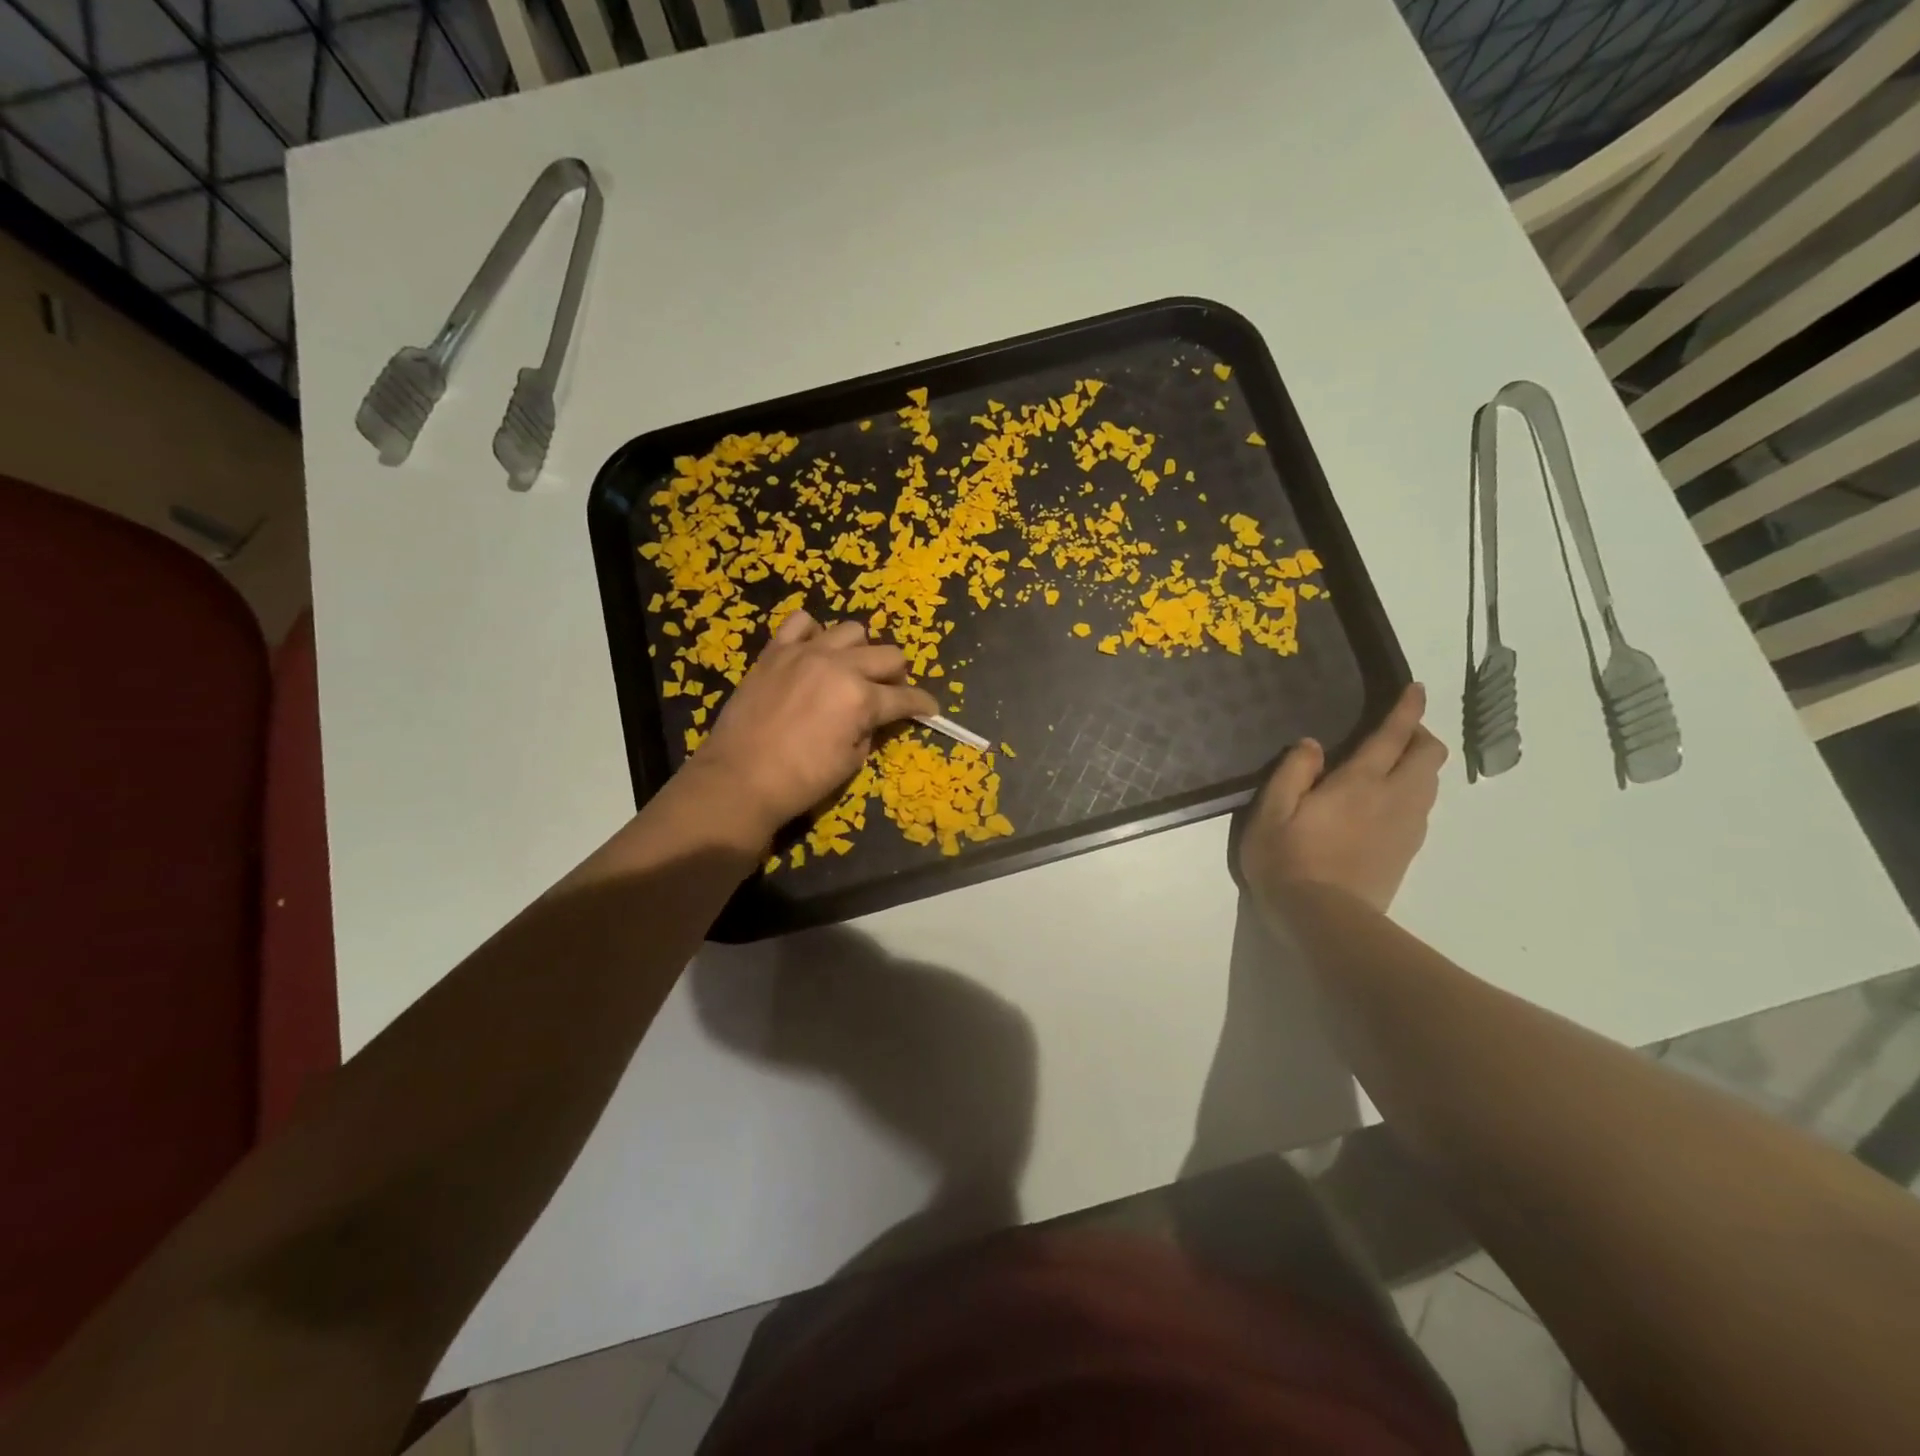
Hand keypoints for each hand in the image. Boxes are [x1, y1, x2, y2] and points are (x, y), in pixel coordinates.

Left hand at [683, 611, 937, 843]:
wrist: (739, 778)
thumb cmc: (801, 780)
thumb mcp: (850, 762)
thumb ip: (869, 730)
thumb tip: (872, 718)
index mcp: (861, 698)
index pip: (906, 696)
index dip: (922, 704)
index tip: (929, 709)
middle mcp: (839, 666)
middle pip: (888, 654)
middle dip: (897, 675)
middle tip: (890, 692)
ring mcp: (805, 652)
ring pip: (851, 630)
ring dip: (861, 650)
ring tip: (851, 669)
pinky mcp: (775, 651)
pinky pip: (801, 622)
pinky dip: (814, 633)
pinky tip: (813, 652)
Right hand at [1238, 683, 1446, 913]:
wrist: (1324, 920)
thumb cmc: (1287, 860)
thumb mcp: (1271, 812)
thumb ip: (1292, 773)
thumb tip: (1312, 745)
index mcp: (1359, 783)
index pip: (1393, 736)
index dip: (1407, 709)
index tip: (1416, 688)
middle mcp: (1393, 799)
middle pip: (1429, 757)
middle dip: (1420, 736)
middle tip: (1395, 733)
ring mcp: (1406, 828)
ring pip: (1430, 784)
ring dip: (1418, 765)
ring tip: (1391, 765)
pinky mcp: (1407, 852)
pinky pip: (1422, 809)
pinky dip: (1414, 792)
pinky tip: (1386, 804)